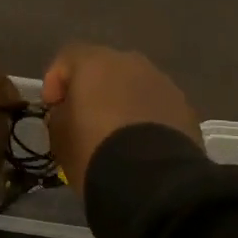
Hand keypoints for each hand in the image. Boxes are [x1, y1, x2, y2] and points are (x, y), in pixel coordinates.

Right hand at [41, 43, 200, 190]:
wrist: (152, 180)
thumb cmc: (94, 151)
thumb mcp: (59, 136)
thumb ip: (60, 115)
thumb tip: (69, 111)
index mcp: (96, 63)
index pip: (68, 57)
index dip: (56, 80)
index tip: (53, 108)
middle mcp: (131, 63)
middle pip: (105, 68)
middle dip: (94, 89)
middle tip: (85, 119)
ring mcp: (163, 83)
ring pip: (136, 86)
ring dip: (124, 102)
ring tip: (118, 135)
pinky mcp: (185, 107)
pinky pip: (157, 106)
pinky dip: (147, 118)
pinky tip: (143, 145)